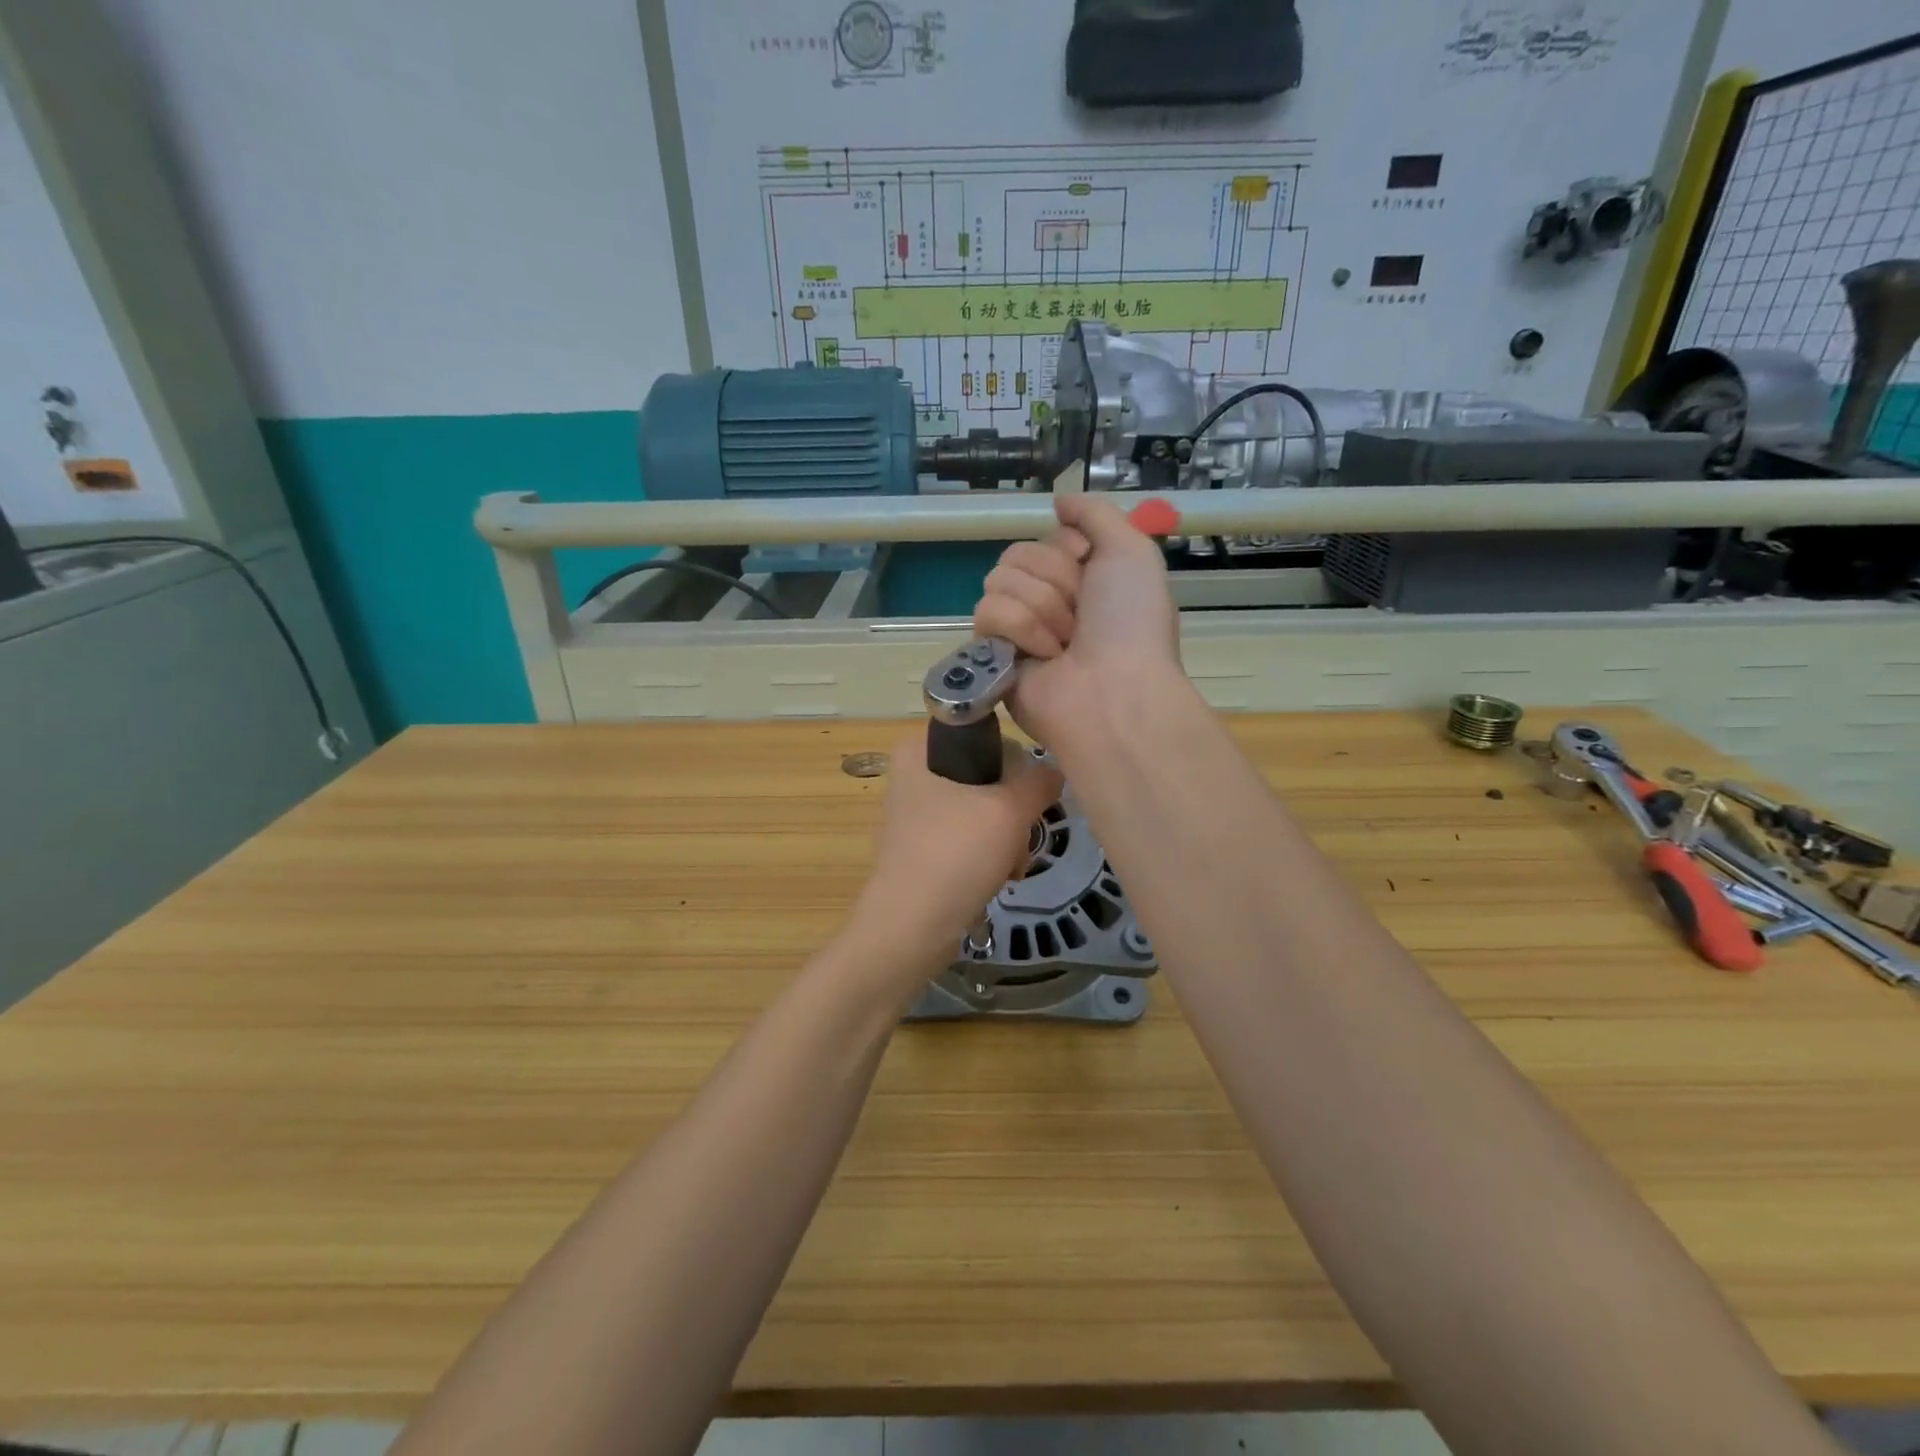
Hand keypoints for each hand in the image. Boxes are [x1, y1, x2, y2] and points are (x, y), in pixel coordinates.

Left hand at [846, 734, 1062, 983]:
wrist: (912, 927)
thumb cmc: (956, 853)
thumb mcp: (1009, 810)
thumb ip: (1039, 782)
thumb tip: (1054, 772)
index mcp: (919, 749)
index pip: (986, 736)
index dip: (1014, 765)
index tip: (1026, 796)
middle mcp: (913, 774)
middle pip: (989, 777)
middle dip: (1014, 813)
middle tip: (1020, 837)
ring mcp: (916, 814)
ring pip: (984, 811)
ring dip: (1008, 839)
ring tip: (1011, 865)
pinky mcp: (923, 848)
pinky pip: (970, 838)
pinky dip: (990, 856)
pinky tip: (1000, 878)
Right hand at [972, 493, 1181, 749]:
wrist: (1114, 690)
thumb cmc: (1130, 622)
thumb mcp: (1131, 551)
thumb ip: (1095, 513)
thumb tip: (1059, 499)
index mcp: (1080, 579)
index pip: (1046, 538)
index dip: (1068, 549)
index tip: (1089, 568)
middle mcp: (1047, 601)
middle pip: (1018, 555)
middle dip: (1055, 580)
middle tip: (1081, 616)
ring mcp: (1018, 629)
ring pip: (1000, 579)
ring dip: (1041, 607)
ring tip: (1065, 643)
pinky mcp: (993, 654)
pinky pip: (988, 612)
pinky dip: (1021, 629)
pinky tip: (1044, 657)